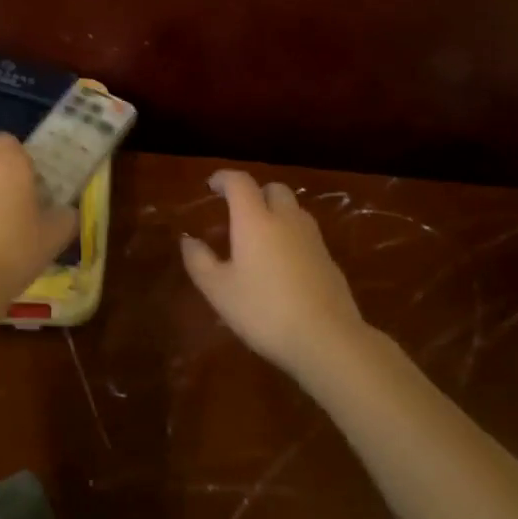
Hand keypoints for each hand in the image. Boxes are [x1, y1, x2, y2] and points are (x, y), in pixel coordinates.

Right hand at [180, 170, 367, 377]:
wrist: (328, 340)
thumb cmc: (264, 311)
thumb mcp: (219, 291)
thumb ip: (199, 261)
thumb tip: (188, 240)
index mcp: (255, 220)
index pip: (240, 182)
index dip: (224, 178)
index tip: (212, 186)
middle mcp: (286, 219)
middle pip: (273, 189)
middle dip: (255, 193)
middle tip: (238, 213)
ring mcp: (312, 238)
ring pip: (293, 210)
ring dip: (276, 213)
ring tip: (260, 238)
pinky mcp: (329, 260)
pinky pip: (306, 234)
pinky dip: (291, 236)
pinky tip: (283, 265)